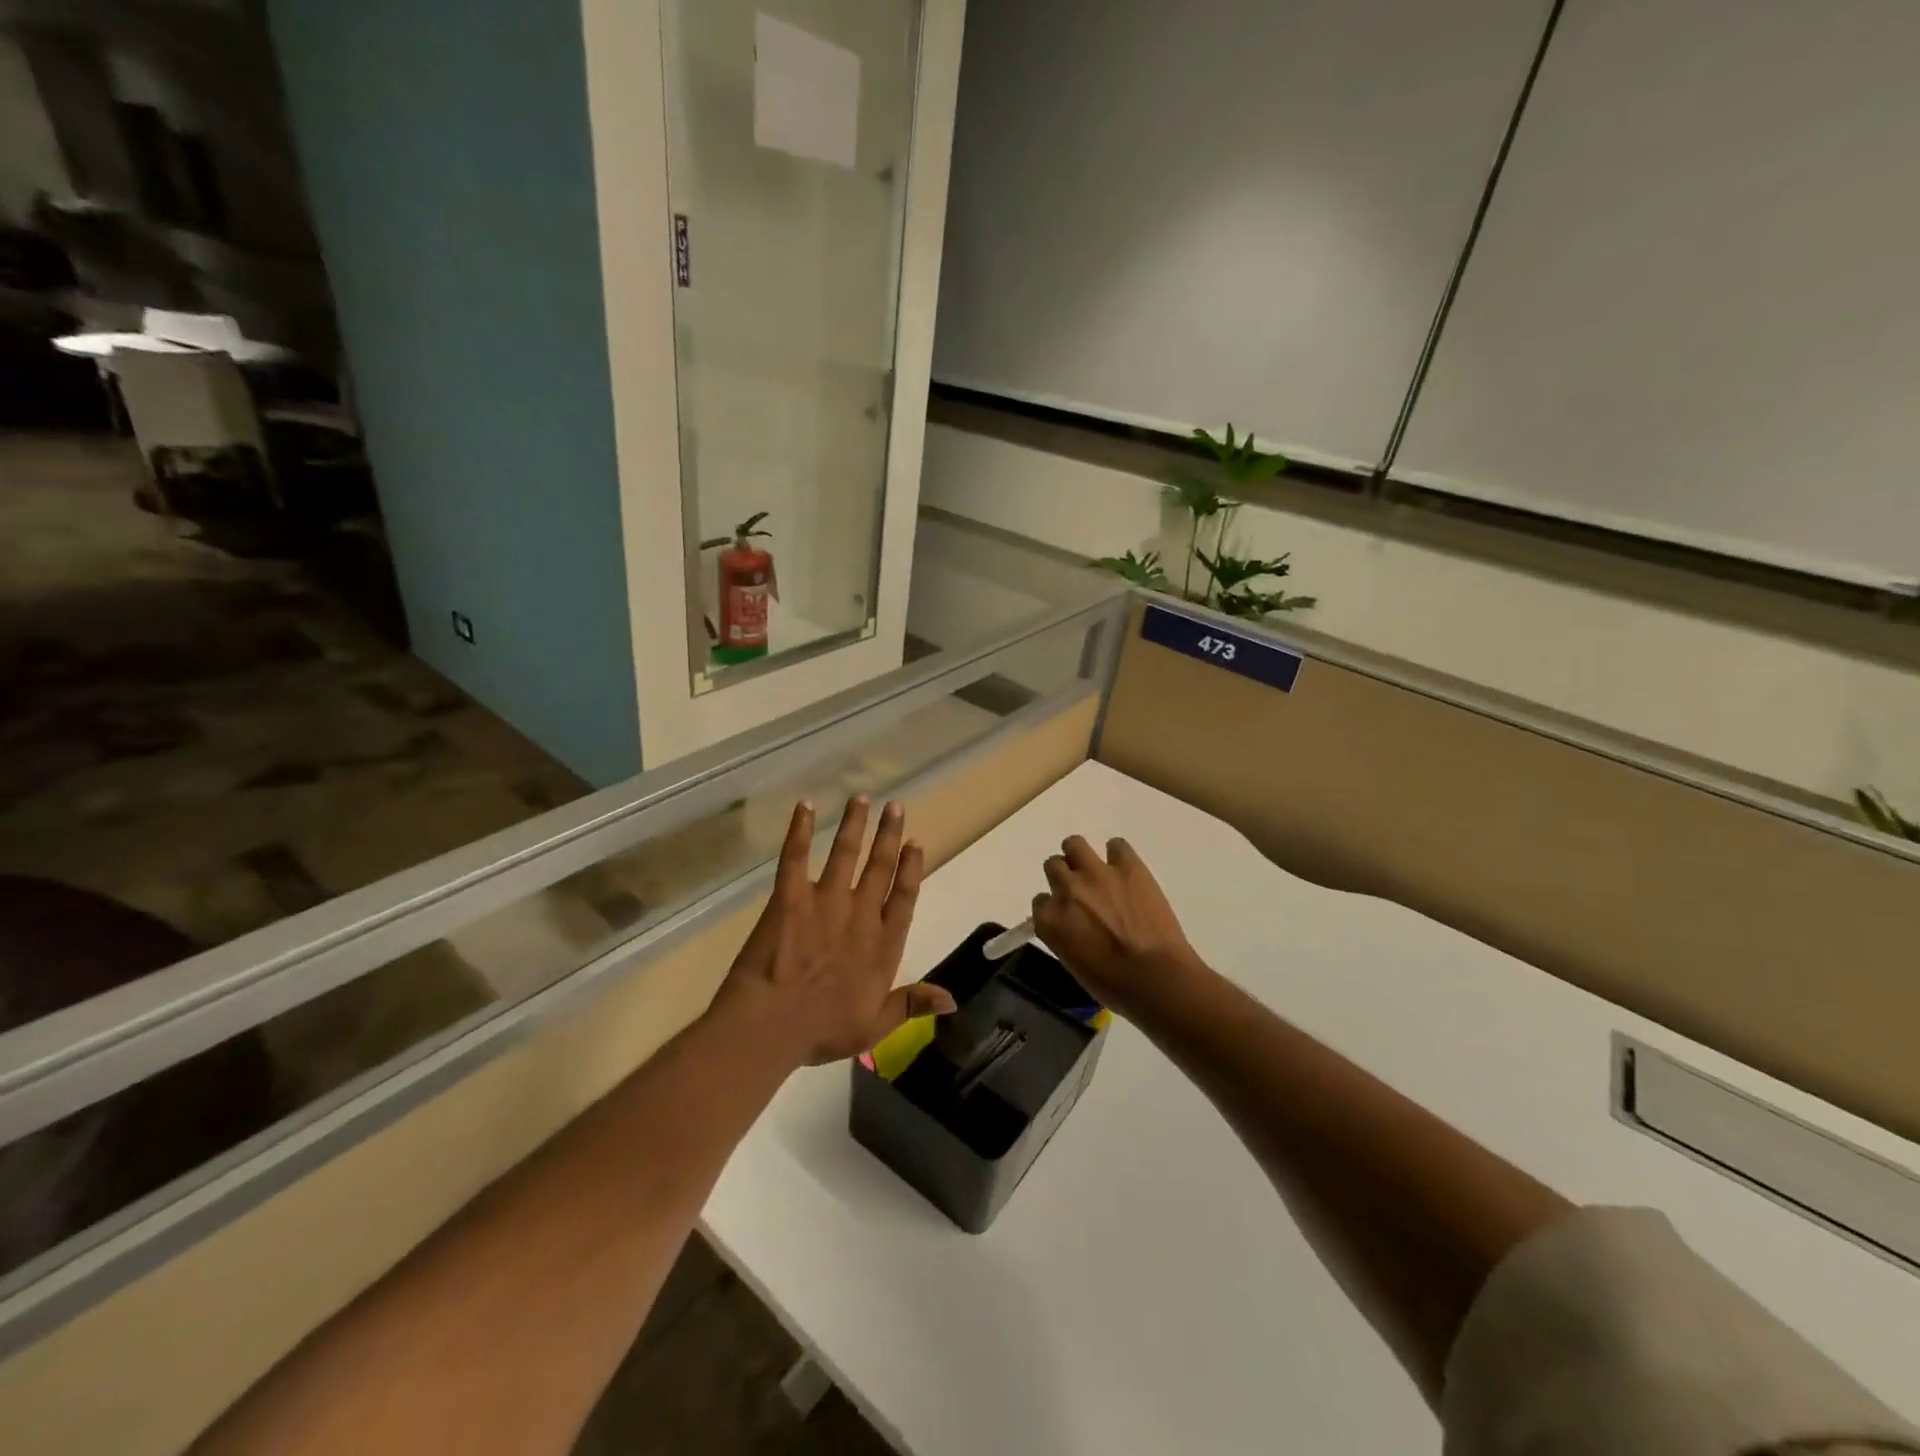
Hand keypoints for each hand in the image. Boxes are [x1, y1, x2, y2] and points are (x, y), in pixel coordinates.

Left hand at [716, 797, 955, 1064]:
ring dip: (855, 825)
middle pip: (880, 867)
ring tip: (862, 799)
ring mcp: (825, 901)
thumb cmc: (822, 1030)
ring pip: (845, 854)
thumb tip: (953, 1000)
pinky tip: (804, 807)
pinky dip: (800, 830)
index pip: (904, 897)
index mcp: (883, 943)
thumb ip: (912, 1004)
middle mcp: (861, 914)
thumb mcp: (875, 1026)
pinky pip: (796, 856)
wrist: (771, 1024)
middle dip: (889, 835)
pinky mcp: (790, 897)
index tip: (915, 843)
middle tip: (896, 807)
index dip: (911, 868)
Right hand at [1031, 836, 1201, 1017]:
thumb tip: (1071, 924)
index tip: (1068, 917)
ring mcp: (1097, 873)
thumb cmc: (1114, 985)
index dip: (1055, 908)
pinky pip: (1116, 845)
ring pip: (1074, 844)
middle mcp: (1067, 889)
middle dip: (1064, 877)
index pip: (1040, 902)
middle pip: (1053, 866)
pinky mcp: (1128, 866)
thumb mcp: (1074, 964)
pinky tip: (1126, 872)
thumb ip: (1063, 936)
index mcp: (1050, 920)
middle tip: (1082, 893)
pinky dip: (1119, 856)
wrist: (1157, 978)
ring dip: (1080, 856)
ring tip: (1096, 871)